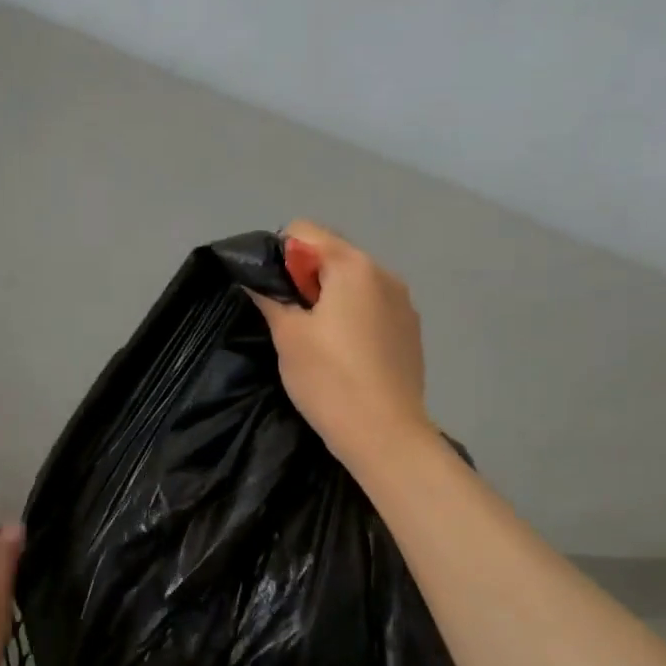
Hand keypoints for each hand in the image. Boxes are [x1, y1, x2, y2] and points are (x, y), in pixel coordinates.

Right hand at [249, 219, 433, 469]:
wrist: (385, 434)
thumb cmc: (329, 379)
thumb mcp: (288, 336)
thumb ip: (270, 297)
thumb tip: (254, 277)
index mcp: (354, 266)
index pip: (305, 231)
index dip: (280, 256)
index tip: (274, 295)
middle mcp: (385, 274)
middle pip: (333, 254)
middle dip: (306, 278)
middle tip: (292, 322)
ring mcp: (403, 303)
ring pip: (354, 283)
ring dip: (331, 298)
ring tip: (319, 342)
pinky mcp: (410, 331)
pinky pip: (373, 307)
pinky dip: (354, 318)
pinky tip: (346, 355)